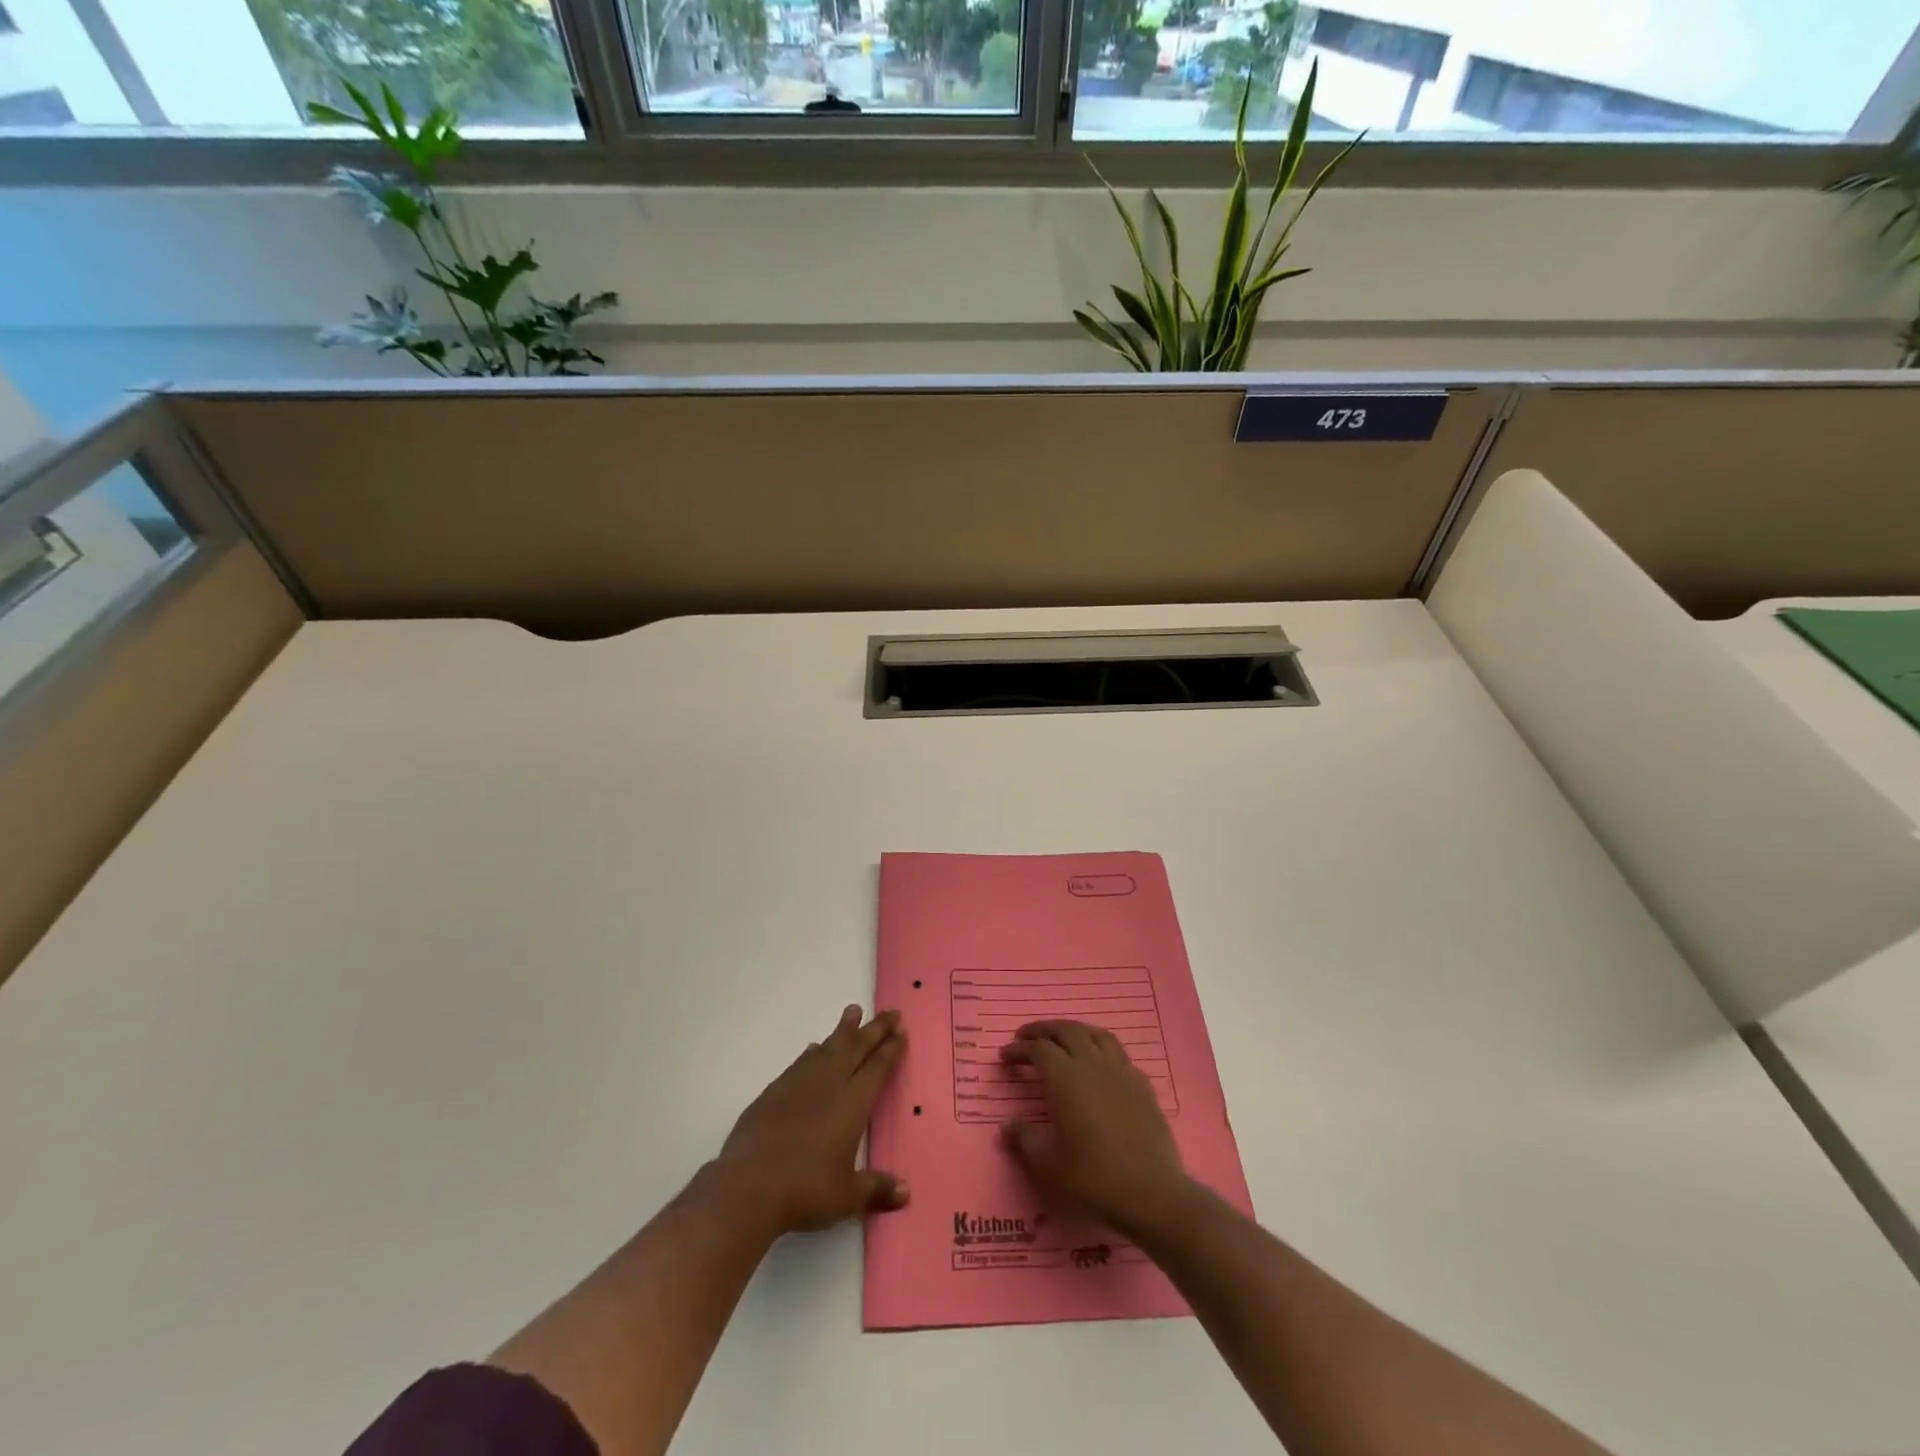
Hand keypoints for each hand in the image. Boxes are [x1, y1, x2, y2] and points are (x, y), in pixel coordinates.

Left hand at [713, 1005, 908, 1236]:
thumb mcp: (848, 1196)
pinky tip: (813, 1049)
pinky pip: (801, 1062)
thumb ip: (876, 1189)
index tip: (901, 1031)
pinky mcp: (774, 1091)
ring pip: (828, 1047)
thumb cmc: (806, 1190)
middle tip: (890, 1012)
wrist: (749, 1186)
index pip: (877, 1068)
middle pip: (856, 1047)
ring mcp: (799, 1083)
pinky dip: (812, 1052)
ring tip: (853, 1011)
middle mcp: (829, 1084)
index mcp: (853, 1103)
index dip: (891, 1049)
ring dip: (843, 1030)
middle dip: (875, 1029)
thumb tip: (906, 1192)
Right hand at [1000, 1020, 1188, 1237]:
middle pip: (1067, 1031)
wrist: (1150, 1194)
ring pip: (1096, 1035)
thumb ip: (1024, 1138)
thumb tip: (1008, 1124)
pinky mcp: (1143, 1087)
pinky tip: (1100, 1065)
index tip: (1004, 1056)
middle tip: (1027, 1037)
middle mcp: (1094, 1065)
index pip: (1039, 1049)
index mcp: (1067, 1078)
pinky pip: (1120, 1055)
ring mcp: (1122, 1073)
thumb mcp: (1047, 1164)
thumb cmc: (1092, 1177)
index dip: (1020, 1049)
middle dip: (1044, 1030)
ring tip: (1063, 1039)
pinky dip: (1102, 1051)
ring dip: (1075, 1031)